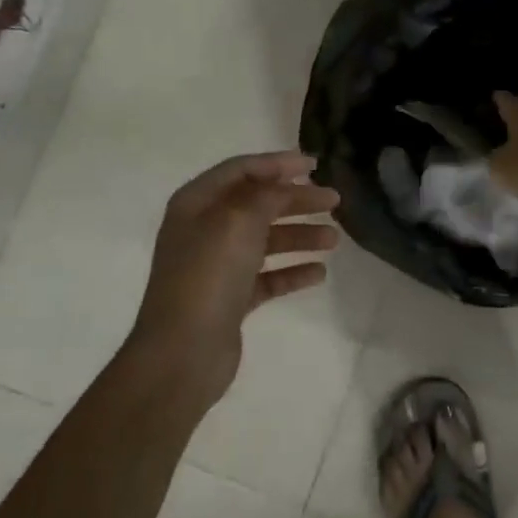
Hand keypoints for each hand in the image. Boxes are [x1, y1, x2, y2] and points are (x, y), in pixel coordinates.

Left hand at [127, 151, 339, 407]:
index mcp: (196, 203)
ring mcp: (217, 266)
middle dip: (296, 200)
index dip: (278, 163)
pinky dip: (292, 271)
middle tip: (335, 200)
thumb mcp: (238, 221)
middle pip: (257, 204)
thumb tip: (283, 185)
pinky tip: (319, 273)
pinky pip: (267, 276)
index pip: (241, 170)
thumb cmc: (207, 276)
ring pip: (265, 241)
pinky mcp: (230, 299)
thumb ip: (265, 196)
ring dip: (299, 235)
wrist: (182, 353)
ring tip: (334, 239)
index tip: (315, 165)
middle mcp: (205, 229)